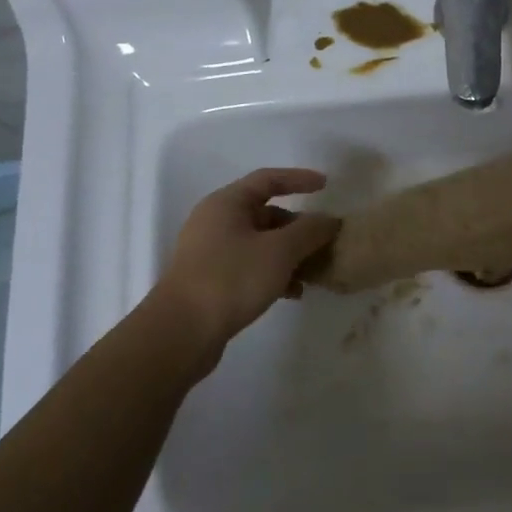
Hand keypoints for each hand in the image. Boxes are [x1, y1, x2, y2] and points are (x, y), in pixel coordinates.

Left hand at [155, 169, 339, 344]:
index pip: (268, 179)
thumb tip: (329, 220)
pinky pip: (251, 266)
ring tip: (315, 271)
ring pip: (261, 243)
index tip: (327, 186)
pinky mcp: (212, 280)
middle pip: (266, 214)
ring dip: (291, 253)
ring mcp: (212, 252)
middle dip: (299, 226)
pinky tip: (294, 292)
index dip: (299, 179)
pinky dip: (275, 273)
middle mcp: (216, 222)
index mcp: (227, 204)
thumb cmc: (231, 279)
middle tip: (326, 240)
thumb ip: (310, 231)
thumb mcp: (279, 251)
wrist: (181, 332)